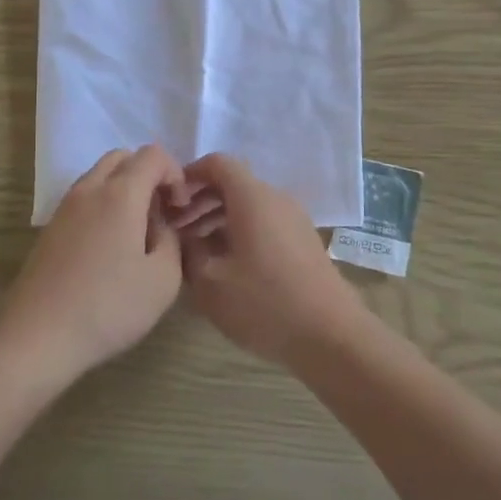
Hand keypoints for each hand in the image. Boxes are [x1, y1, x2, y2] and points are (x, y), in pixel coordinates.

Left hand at [0, 146, 189, 385]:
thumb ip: (171, 241)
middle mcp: (90, 189)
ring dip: (125, 188)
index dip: (175, 173)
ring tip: (137, 231)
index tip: (180, 209)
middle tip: (161, 212)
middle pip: (123, 157)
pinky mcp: (51, 227)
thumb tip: (160, 226)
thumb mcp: (163, 280)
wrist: (38, 336)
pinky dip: (104, 204)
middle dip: (149, 175)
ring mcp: (65, 206)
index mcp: (121, 194)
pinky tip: (110, 246)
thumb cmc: (108, 307)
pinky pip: (85, 197)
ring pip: (100, 175)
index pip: (153, 155)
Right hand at [178, 153, 370, 367]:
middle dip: (200, 201)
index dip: (189, 175)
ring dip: (218, 219)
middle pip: (232, 184)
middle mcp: (276, 199)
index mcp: (252, 197)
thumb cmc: (265, 303)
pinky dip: (239, 232)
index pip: (217, 163)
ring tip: (196, 251)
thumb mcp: (210, 282)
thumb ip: (188, 251)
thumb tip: (182, 236)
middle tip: (176, 230)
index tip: (169, 201)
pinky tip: (226, 265)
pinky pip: (264, 223)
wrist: (331, 336)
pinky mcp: (303, 242)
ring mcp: (294, 220)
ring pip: (248, 205)